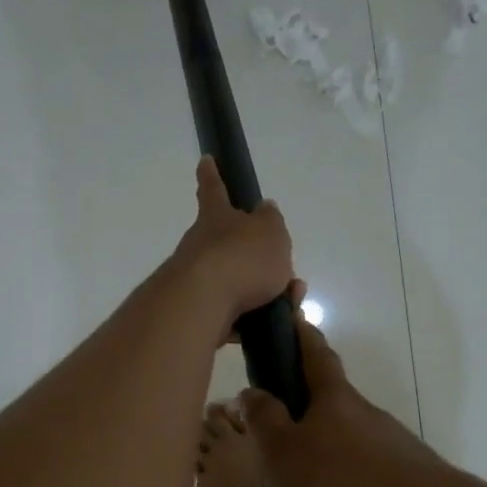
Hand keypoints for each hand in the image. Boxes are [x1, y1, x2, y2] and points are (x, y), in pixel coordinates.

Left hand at [168, 156, 295, 335]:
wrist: (203, 305)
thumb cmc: (241, 259)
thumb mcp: (271, 233)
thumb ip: (271, 222)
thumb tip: (265, 211)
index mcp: (217, 218)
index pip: (214, 189)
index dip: (212, 174)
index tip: (205, 160)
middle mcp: (202, 245)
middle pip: (231, 246)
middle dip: (259, 259)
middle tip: (285, 276)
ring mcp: (197, 280)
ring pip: (237, 283)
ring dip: (266, 293)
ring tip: (289, 305)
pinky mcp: (198, 312)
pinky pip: (233, 314)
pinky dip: (252, 319)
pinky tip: (270, 326)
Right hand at [237, 316, 468, 486]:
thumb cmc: (342, 486)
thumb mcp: (282, 453)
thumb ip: (263, 420)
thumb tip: (252, 392)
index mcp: (334, 404)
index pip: (313, 355)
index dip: (299, 336)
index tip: (291, 318)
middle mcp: (362, 430)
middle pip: (312, 445)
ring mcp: (385, 471)